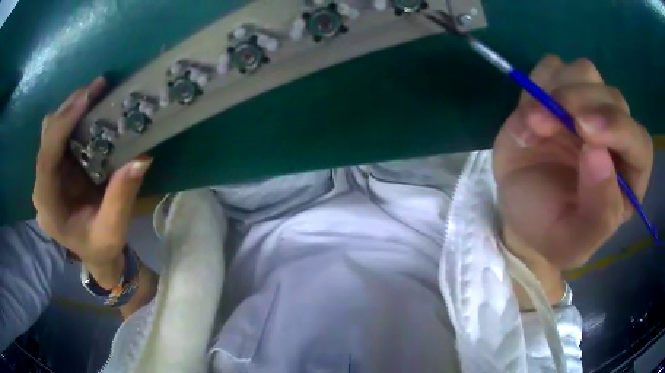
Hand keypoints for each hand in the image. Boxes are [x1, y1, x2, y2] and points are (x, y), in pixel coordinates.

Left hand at [32, 77, 151, 287]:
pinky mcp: (56, 167)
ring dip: (71, 108)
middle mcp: (42, 187)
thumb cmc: (101, 247)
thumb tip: (141, 157)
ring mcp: (47, 175)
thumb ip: (121, 198)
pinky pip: (59, 134)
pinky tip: (90, 110)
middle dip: (69, 108)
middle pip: (47, 138)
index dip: (62, 125)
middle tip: (97, 89)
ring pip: (51, 130)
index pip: (46, 159)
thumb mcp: (113, 231)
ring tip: (95, 93)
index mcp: (49, 207)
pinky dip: (73, 117)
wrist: (96, 254)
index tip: (87, 98)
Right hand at [494, 56, 653, 269]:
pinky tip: (530, 110)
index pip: (640, 143)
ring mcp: (588, 108)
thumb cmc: (549, 232)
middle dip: (579, 103)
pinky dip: (539, 81)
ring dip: (557, 90)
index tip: (584, 131)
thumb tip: (599, 154)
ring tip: (533, 123)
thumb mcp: (572, 241)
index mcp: (628, 178)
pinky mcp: (559, 92)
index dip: (618, 129)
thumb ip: (597, 213)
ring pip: (585, 72)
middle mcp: (615, 137)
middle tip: (544, 123)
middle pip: (611, 97)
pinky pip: (554, 67)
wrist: (518, 214)